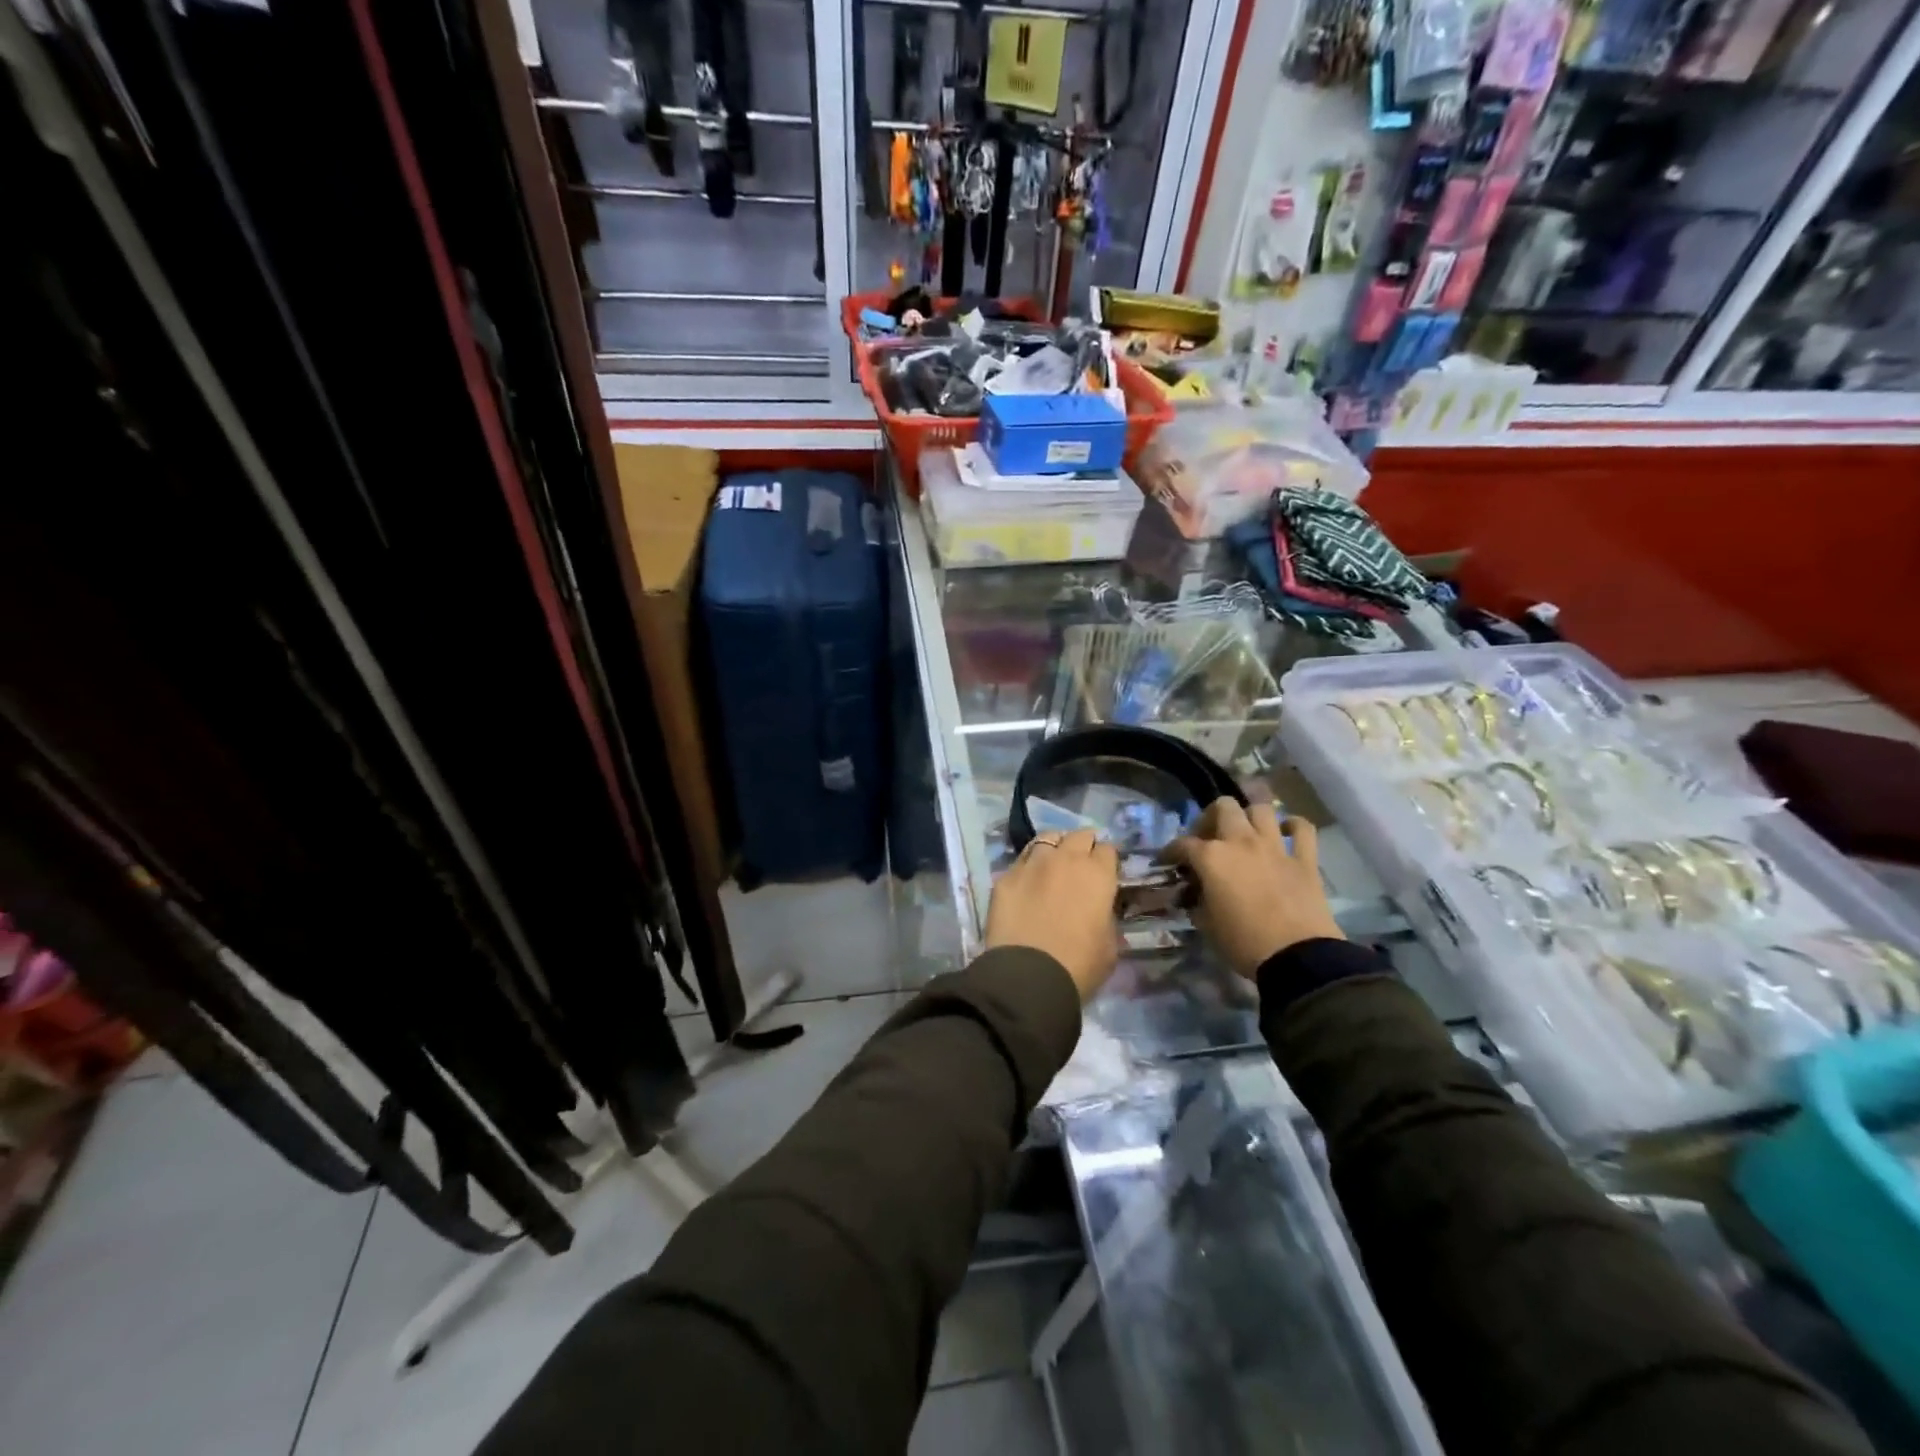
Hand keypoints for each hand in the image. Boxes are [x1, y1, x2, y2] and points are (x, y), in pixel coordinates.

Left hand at [986, 828, 1120, 1000]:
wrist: (1029, 976)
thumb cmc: (1079, 965)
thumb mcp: (1110, 945)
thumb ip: (1106, 917)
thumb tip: (1099, 911)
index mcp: (1098, 874)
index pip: (1107, 850)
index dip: (1106, 860)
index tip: (1104, 872)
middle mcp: (1066, 859)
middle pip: (1079, 835)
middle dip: (1083, 845)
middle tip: (1081, 863)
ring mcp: (1032, 863)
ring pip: (1047, 838)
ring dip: (1054, 847)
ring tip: (1053, 863)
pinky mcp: (1006, 876)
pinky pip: (1021, 859)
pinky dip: (1028, 865)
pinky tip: (1028, 880)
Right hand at [1160, 799, 1342, 979]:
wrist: (1296, 958)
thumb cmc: (1243, 943)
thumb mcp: (1207, 924)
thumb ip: (1197, 901)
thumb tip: (1195, 895)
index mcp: (1212, 858)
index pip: (1183, 844)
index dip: (1171, 852)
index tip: (1167, 861)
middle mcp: (1241, 842)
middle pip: (1223, 807)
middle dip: (1211, 817)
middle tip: (1209, 837)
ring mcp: (1275, 847)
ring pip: (1262, 809)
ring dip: (1250, 816)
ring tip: (1246, 833)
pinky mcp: (1305, 860)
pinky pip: (1302, 829)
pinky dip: (1293, 826)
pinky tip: (1286, 833)